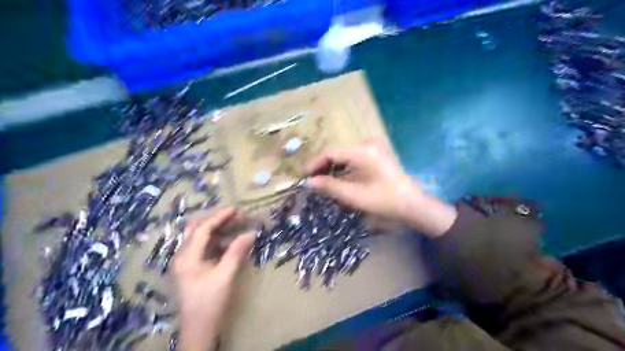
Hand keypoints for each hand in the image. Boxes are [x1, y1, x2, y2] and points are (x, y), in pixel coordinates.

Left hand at [170, 208, 252, 350]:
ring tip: (235, 225)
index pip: (202, 229)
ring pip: (198, 237)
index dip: (220, 217)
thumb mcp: (225, 276)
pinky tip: (228, 242)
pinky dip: (214, 240)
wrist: (198, 329)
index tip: (236, 209)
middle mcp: (181, 256)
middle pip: (196, 229)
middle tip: (236, 217)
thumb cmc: (210, 302)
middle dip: (216, 220)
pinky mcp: (189, 268)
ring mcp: (184, 262)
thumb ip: (236, 252)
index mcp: (187, 257)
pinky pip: (201, 247)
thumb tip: (250, 233)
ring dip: (216, 229)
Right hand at [306, 142, 457, 237]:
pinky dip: (345, 170)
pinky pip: (355, 160)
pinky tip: (339, 181)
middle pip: (338, 154)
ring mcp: (374, 149)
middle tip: (312, 181)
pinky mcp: (377, 156)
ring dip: (334, 169)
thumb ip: (329, 187)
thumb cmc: (383, 200)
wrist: (412, 205)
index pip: (331, 152)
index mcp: (362, 151)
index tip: (304, 175)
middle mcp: (367, 144)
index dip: (315, 163)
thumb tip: (309, 182)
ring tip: (323, 183)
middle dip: (324, 167)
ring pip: (346, 157)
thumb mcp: (353, 195)